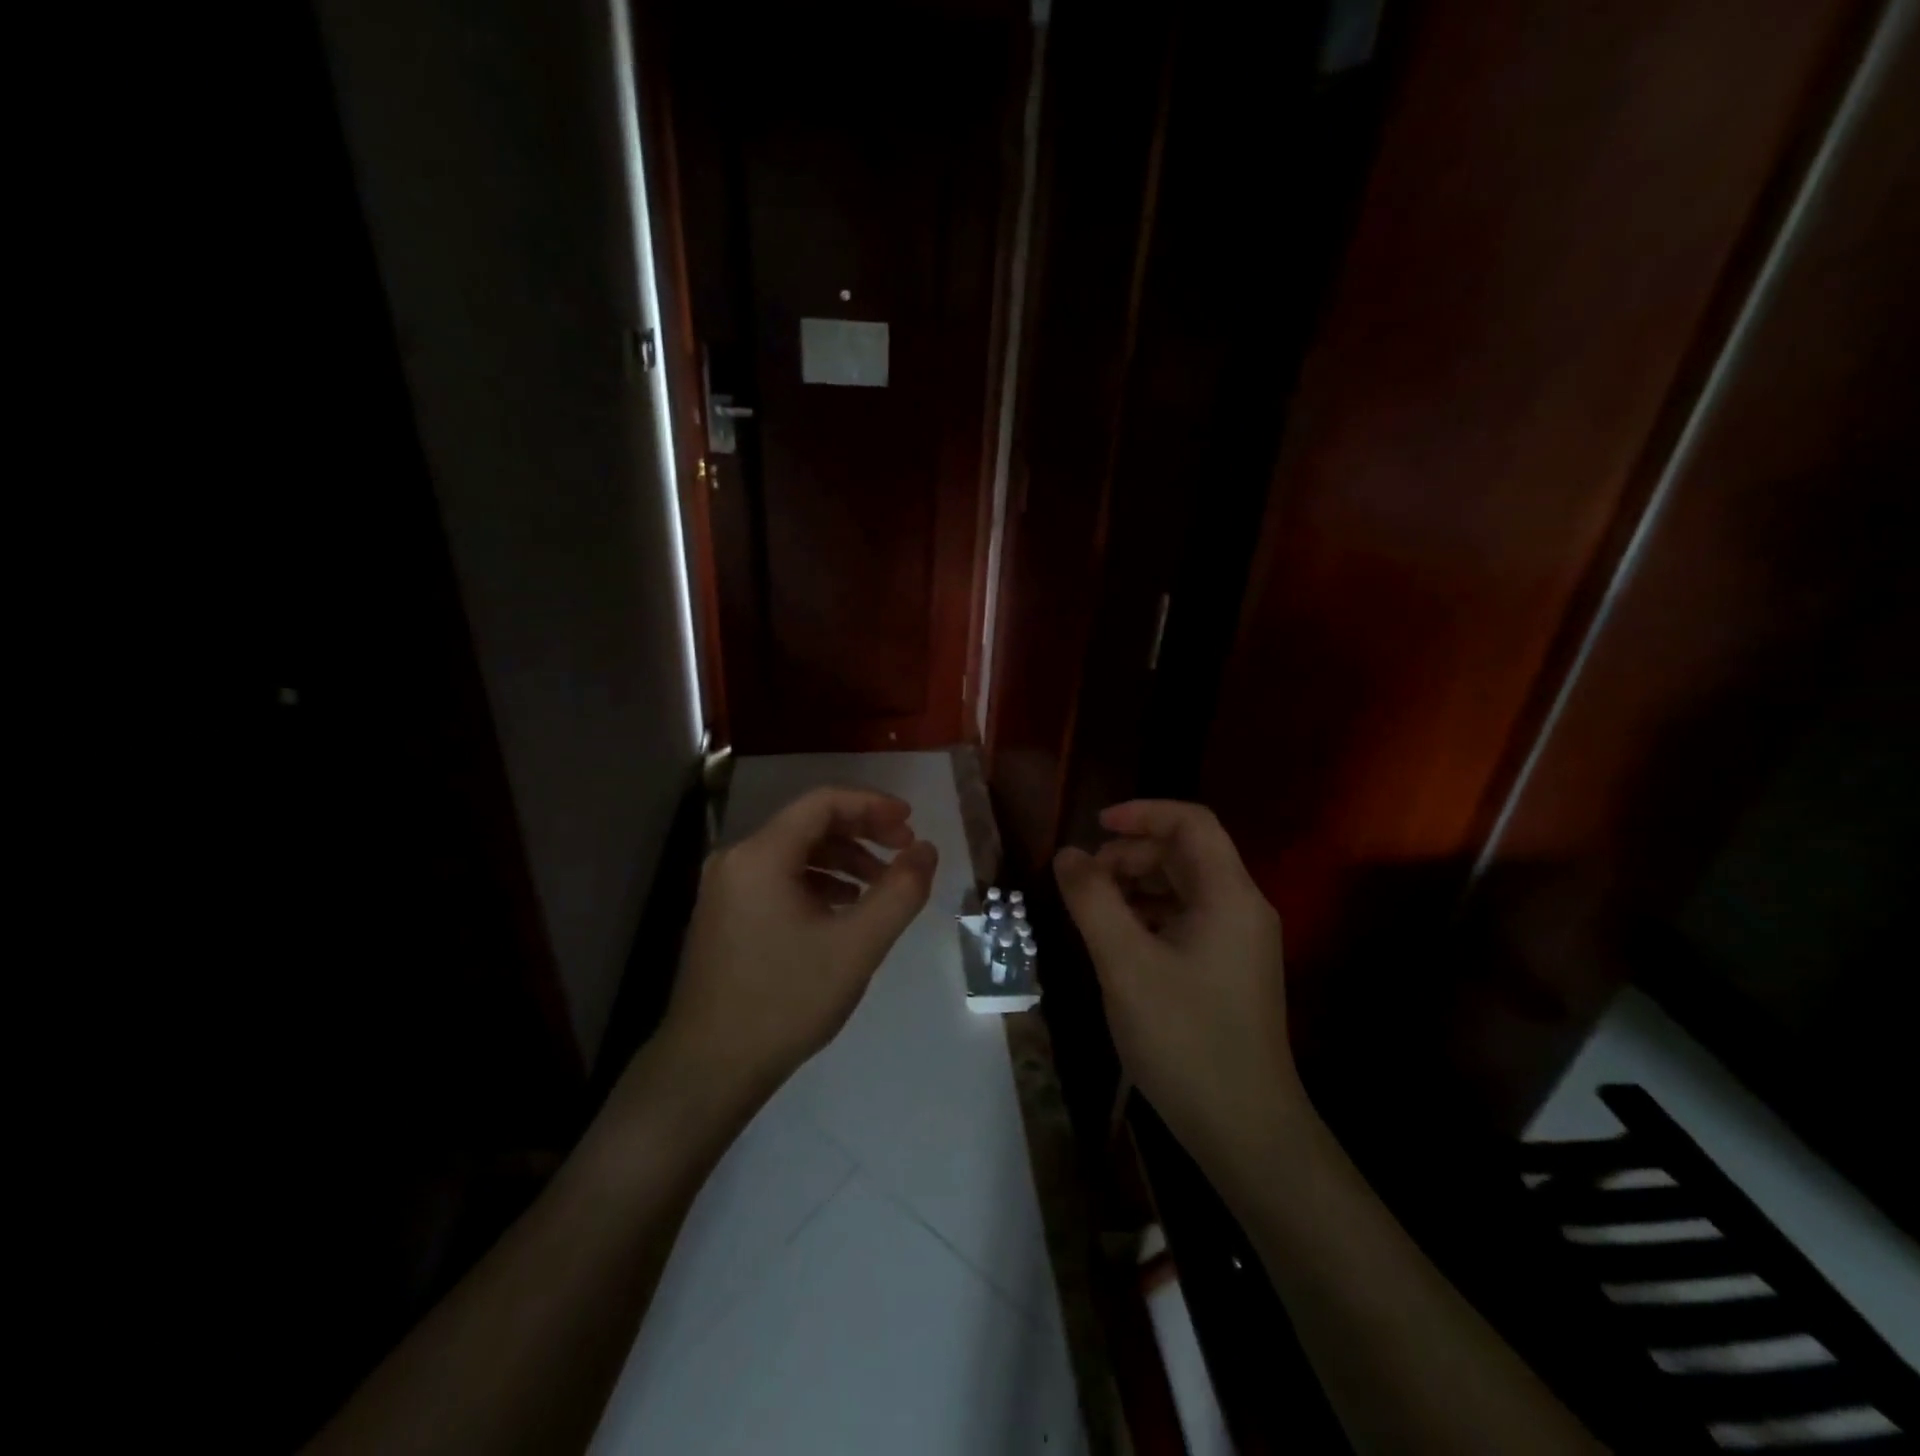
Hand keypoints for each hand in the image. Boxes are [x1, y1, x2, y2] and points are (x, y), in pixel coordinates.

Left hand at [659, 787, 938, 1113]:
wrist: (709, 1069)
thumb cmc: (786, 1001)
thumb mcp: (857, 946)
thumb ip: (900, 892)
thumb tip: (927, 849)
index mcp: (761, 855)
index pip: (823, 802)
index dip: (872, 804)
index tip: (911, 821)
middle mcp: (736, 859)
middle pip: (808, 823)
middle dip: (862, 831)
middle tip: (904, 851)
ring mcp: (725, 888)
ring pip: (795, 852)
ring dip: (843, 859)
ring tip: (880, 886)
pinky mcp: (725, 914)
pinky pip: (778, 878)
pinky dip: (818, 881)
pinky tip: (843, 909)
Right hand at [1054, 801, 1303, 1179]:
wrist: (1245, 1131)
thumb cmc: (1185, 1039)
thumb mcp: (1125, 964)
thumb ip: (1092, 900)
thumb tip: (1067, 854)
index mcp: (1229, 896)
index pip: (1191, 823)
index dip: (1142, 813)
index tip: (1095, 827)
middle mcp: (1242, 909)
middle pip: (1186, 853)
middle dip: (1132, 854)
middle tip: (1085, 881)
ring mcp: (1239, 942)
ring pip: (1184, 888)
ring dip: (1137, 885)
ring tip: (1093, 909)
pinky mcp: (1229, 970)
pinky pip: (1187, 920)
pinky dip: (1149, 916)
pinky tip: (1118, 941)